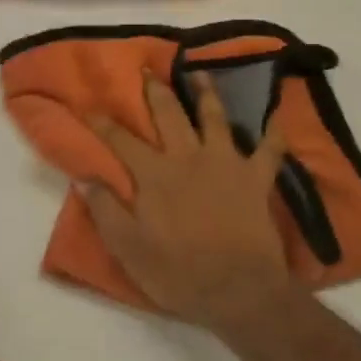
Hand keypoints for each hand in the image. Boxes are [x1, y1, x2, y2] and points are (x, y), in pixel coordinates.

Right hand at [82, 72, 296, 339]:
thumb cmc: (178, 273)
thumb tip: (84, 177)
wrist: (238, 290)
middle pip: (169, 115)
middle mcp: (188, 158)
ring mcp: (226, 164)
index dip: (104, 123)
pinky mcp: (256, 178)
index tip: (90, 107)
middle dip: (155, 91)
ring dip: (208, 93)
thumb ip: (106, 210)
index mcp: (154, 176)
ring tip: (201, 73)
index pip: (122, 141)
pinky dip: (274, 133)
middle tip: (147, 71)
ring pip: (216, 118)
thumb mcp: (129, 249)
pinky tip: (276, 119)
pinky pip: (270, 150)